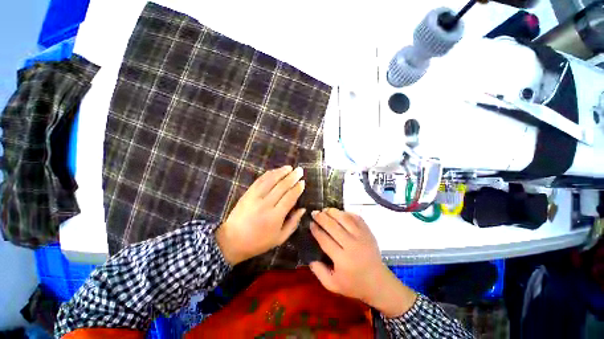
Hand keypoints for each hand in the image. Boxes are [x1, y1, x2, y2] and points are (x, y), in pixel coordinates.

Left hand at [216, 165, 305, 264]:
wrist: (232, 240)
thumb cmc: (259, 242)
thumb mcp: (280, 238)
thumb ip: (293, 223)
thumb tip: (303, 209)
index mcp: (275, 216)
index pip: (289, 197)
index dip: (297, 188)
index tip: (303, 182)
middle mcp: (266, 204)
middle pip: (282, 186)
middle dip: (292, 177)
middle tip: (300, 170)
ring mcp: (255, 197)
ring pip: (270, 180)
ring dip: (281, 172)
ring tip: (289, 167)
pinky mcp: (248, 193)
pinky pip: (260, 180)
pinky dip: (269, 174)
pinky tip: (275, 171)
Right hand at [309, 208, 416, 317]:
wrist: (379, 283)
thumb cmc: (354, 285)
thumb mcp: (333, 285)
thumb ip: (319, 272)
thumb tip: (310, 257)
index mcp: (342, 260)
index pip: (325, 240)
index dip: (316, 230)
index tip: (310, 223)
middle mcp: (352, 245)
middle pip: (333, 226)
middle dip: (322, 217)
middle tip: (314, 212)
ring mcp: (362, 237)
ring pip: (345, 219)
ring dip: (333, 212)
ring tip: (325, 209)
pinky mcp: (368, 232)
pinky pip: (356, 218)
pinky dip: (347, 213)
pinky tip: (340, 212)